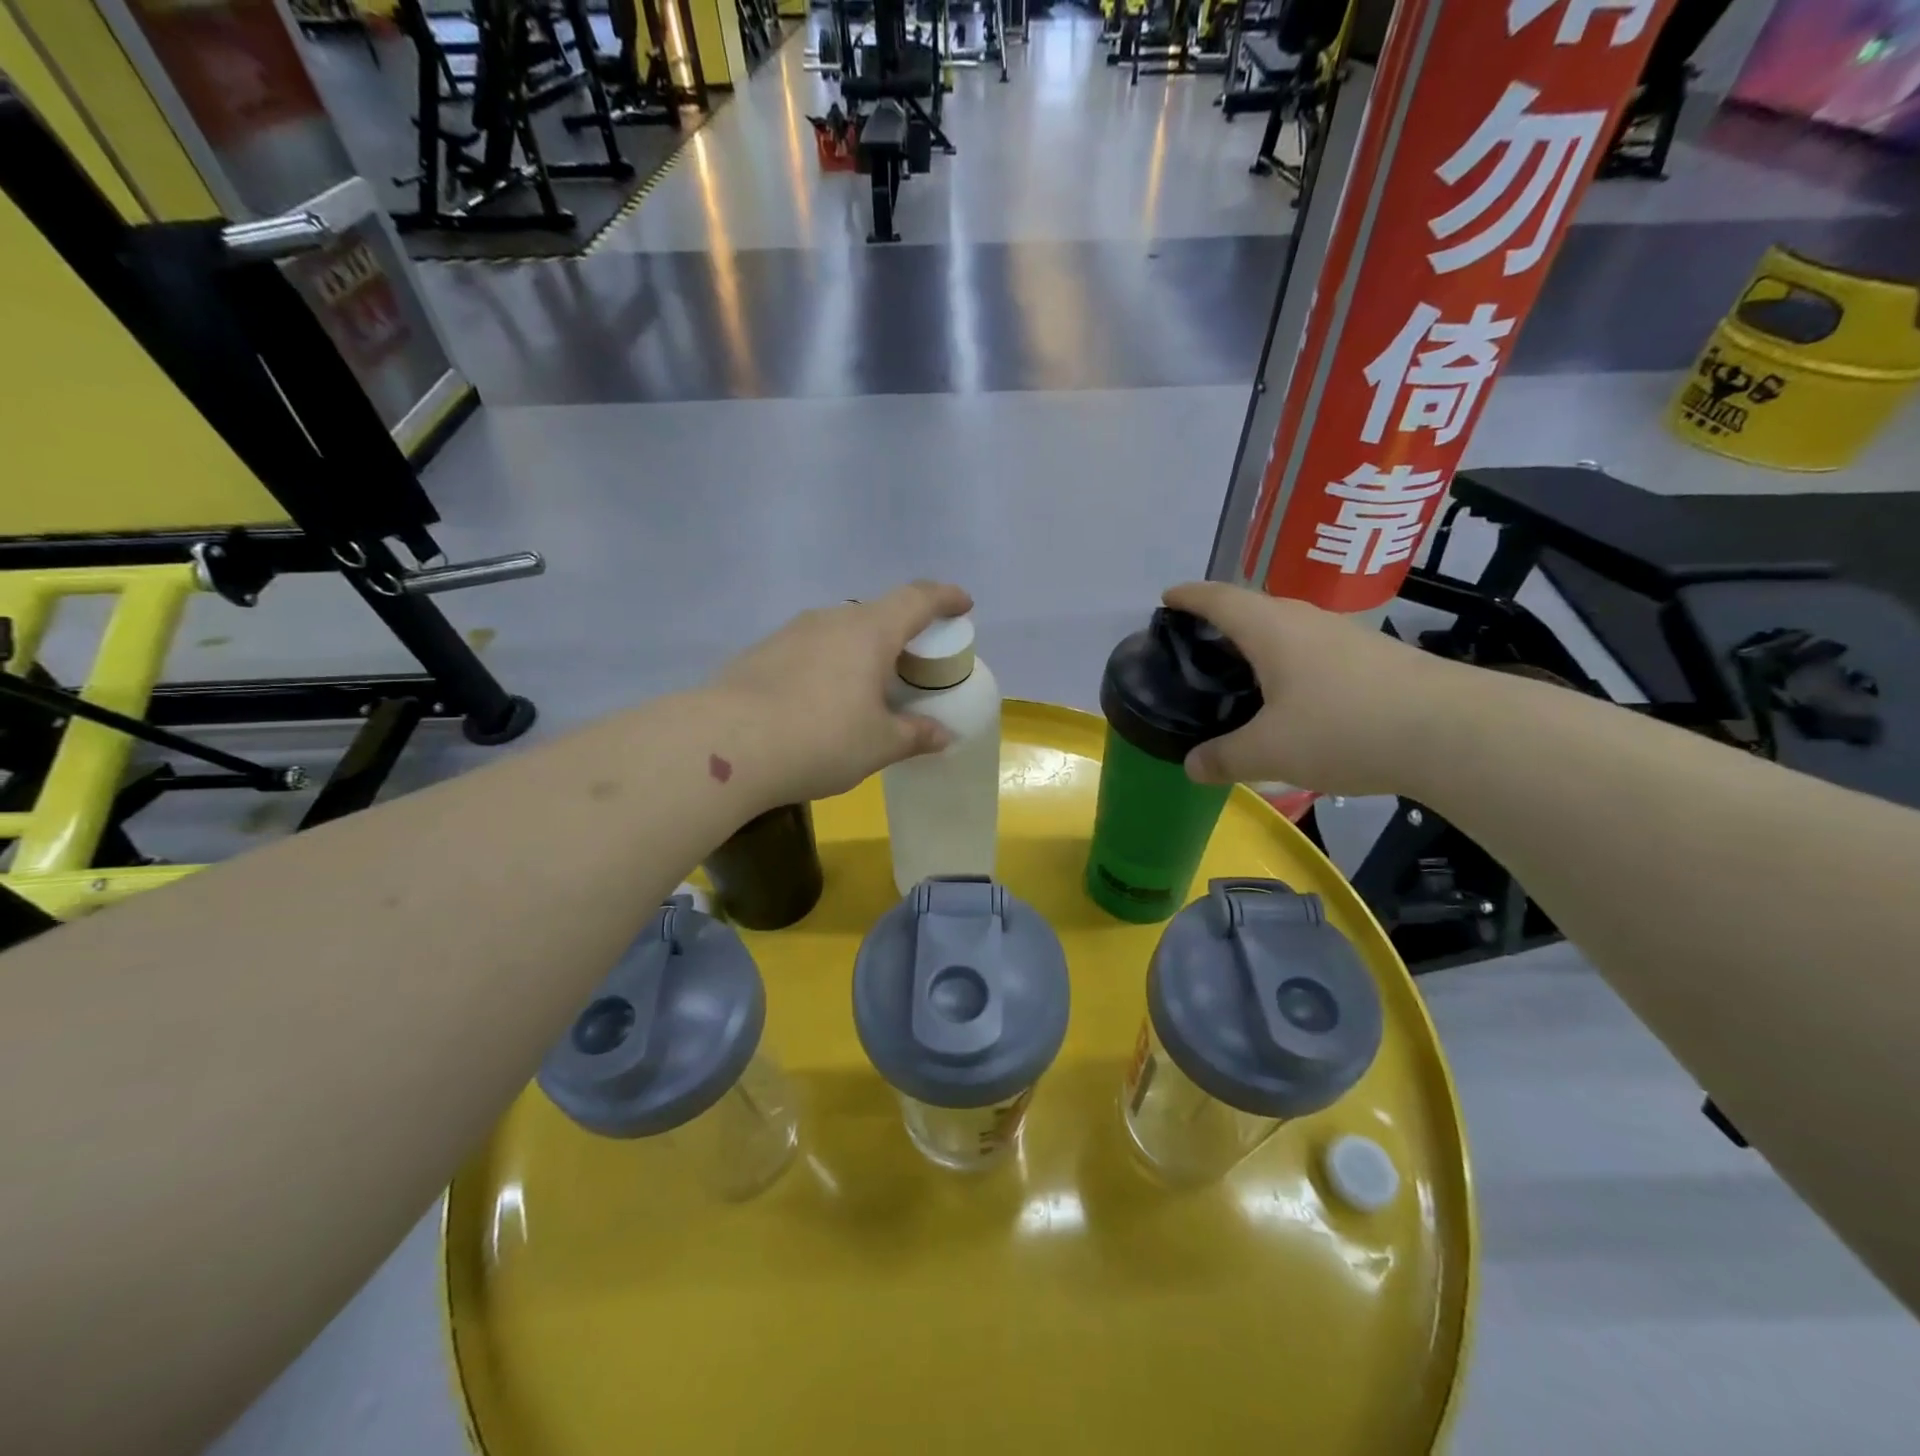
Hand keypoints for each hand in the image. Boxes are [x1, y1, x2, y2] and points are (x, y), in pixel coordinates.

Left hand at [713, 581, 974, 804]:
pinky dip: (828, 666)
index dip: (945, 598)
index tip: (963, 604)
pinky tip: (821, 702)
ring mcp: (790, 634)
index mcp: (869, 631)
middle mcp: (830, 620)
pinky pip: (809, 651)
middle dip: (902, 633)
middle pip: (877, 614)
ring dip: (861, 651)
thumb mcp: (879, 744)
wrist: (726, 746)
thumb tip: (942, 734)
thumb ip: (915, 735)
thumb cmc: (821, 739)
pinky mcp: (759, 654)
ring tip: (867, 687)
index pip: (917, 599)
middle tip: (913, 665)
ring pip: (839, 632)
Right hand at [1162, 582, 1461, 796]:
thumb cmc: (1344, 728)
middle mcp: (1306, 620)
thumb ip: (1224, 758)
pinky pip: (1314, 651)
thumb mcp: (1270, 752)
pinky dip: (1289, 664)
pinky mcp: (1374, 658)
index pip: (1218, 598)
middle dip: (1221, 621)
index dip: (1188, 596)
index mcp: (1270, 629)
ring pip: (1287, 630)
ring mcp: (1345, 636)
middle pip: (1253, 608)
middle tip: (1196, 648)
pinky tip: (1292, 698)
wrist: (1453, 731)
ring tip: (1240, 674)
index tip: (1166, 599)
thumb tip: (1191, 767)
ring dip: (1259, 644)